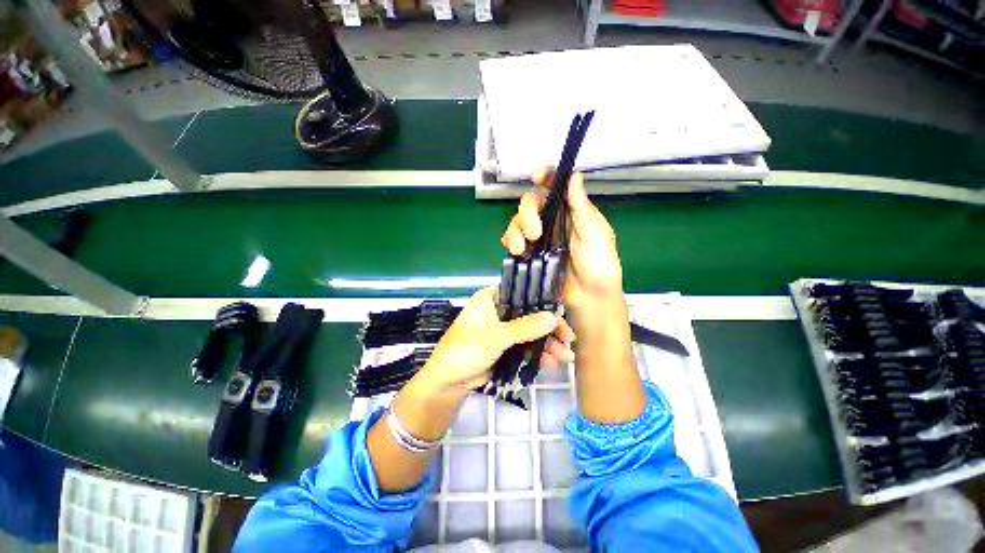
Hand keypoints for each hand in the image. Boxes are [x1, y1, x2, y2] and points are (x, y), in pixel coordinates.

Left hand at [416, 287, 576, 393]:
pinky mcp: (506, 346)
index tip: (560, 311)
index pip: (520, 291)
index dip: (541, 299)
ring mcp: (503, 329)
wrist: (449, 382)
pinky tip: (554, 362)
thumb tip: (553, 317)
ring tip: (565, 357)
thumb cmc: (466, 350)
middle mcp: (498, 310)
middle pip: (530, 313)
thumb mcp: (496, 337)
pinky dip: (539, 353)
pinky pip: (526, 346)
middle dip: (549, 328)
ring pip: (530, 331)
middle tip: (569, 338)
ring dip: (547, 344)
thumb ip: (525, 327)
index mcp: (491, 298)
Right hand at [501, 169, 623, 310]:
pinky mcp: (530, 254)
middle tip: (535, 234)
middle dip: (527, 214)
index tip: (536, 177)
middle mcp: (553, 221)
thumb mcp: (595, 234)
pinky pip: (513, 241)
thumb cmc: (599, 266)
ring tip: (521, 248)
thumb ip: (581, 207)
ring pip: (518, 222)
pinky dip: (510, 242)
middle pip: (530, 203)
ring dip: (515, 231)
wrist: (589, 299)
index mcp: (572, 212)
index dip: (546, 177)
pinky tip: (515, 251)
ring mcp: (540, 238)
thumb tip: (574, 175)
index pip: (556, 187)